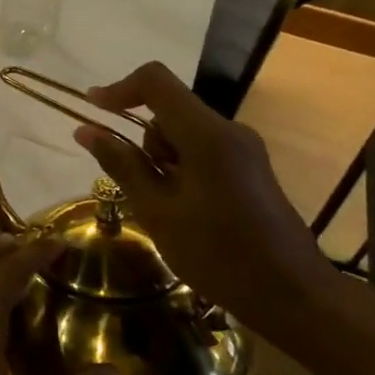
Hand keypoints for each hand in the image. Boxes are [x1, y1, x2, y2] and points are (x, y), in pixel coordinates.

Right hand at [74, 61, 335, 330]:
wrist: (290, 294)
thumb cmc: (217, 255)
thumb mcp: (157, 212)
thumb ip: (121, 165)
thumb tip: (85, 130)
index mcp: (207, 135)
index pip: (156, 81)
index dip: (119, 89)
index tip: (91, 110)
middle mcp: (229, 130)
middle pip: (168, 110)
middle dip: (143, 141)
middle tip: (142, 191)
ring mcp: (243, 148)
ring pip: (183, 133)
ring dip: (161, 160)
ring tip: (166, 209)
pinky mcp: (249, 167)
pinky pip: (201, 150)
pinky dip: (180, 170)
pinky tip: (184, 210)